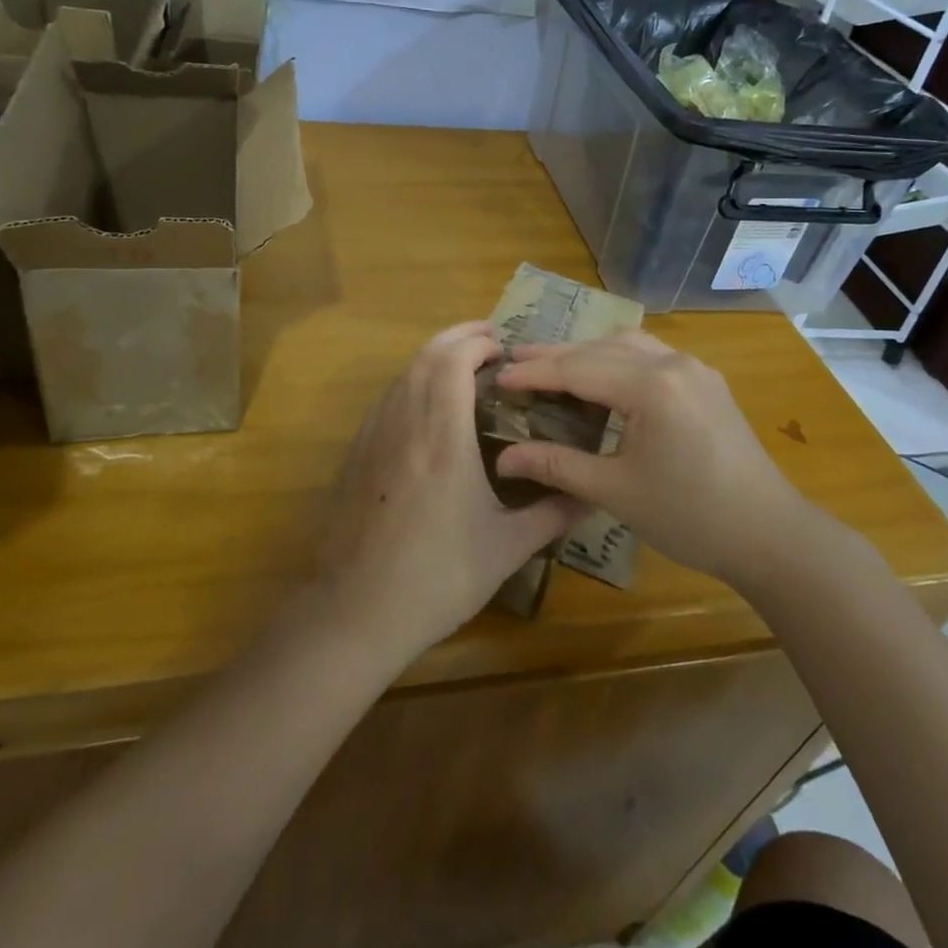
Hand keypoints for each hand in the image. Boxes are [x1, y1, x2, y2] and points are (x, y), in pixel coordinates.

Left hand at [308, 323, 584, 661]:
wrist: (355, 610)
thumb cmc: (437, 577)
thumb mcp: (505, 548)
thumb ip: (552, 514)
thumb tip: (592, 494)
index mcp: (443, 437)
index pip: (453, 361)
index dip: (477, 342)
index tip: (503, 348)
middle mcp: (405, 422)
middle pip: (425, 357)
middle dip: (456, 337)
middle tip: (488, 341)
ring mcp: (374, 435)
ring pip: (403, 375)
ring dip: (433, 358)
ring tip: (463, 367)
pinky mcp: (356, 453)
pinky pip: (388, 399)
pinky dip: (412, 383)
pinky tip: (428, 408)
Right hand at [493, 331, 805, 589]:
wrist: (771, 535)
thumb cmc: (690, 517)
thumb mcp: (615, 491)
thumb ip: (557, 465)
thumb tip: (504, 457)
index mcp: (651, 386)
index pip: (578, 369)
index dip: (534, 373)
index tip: (498, 376)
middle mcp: (673, 363)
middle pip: (600, 349)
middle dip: (555, 356)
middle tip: (513, 361)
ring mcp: (694, 369)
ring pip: (626, 345)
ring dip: (587, 352)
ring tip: (552, 366)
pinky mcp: (706, 382)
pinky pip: (650, 355)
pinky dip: (616, 359)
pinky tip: (603, 376)